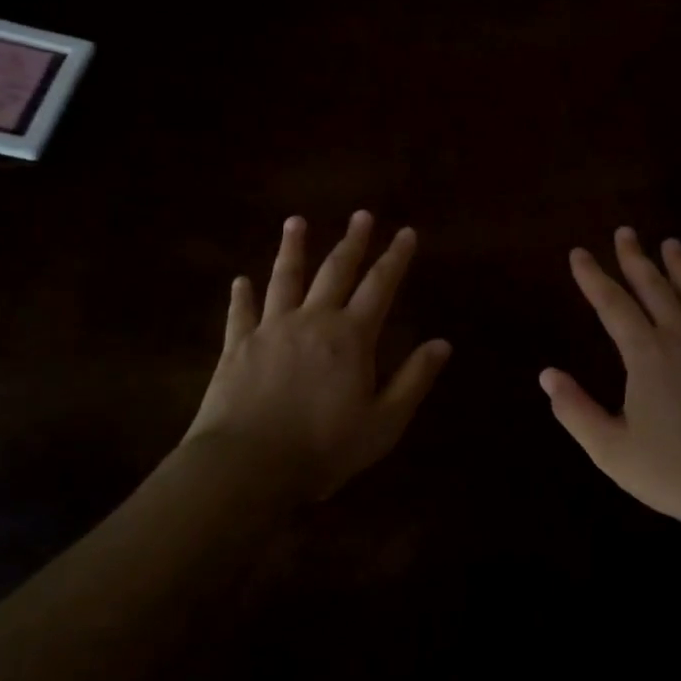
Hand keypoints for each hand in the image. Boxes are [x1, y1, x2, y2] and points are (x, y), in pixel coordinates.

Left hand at [181, 212, 450, 502]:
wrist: (247, 465)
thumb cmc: (323, 448)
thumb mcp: (383, 423)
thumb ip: (413, 380)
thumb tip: (443, 343)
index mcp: (351, 337)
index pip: (380, 286)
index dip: (395, 258)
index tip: (406, 232)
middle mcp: (313, 320)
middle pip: (336, 271)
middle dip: (352, 242)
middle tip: (361, 215)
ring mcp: (271, 329)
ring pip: (285, 279)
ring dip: (293, 249)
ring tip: (296, 222)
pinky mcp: (237, 346)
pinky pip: (241, 313)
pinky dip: (242, 295)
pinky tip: (240, 281)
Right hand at [541, 228, 680, 533]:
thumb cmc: (677, 472)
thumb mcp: (612, 450)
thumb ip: (576, 410)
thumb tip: (547, 375)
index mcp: (647, 355)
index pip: (613, 304)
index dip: (593, 277)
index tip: (579, 254)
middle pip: (655, 286)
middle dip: (635, 258)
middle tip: (625, 232)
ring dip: (679, 266)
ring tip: (670, 243)